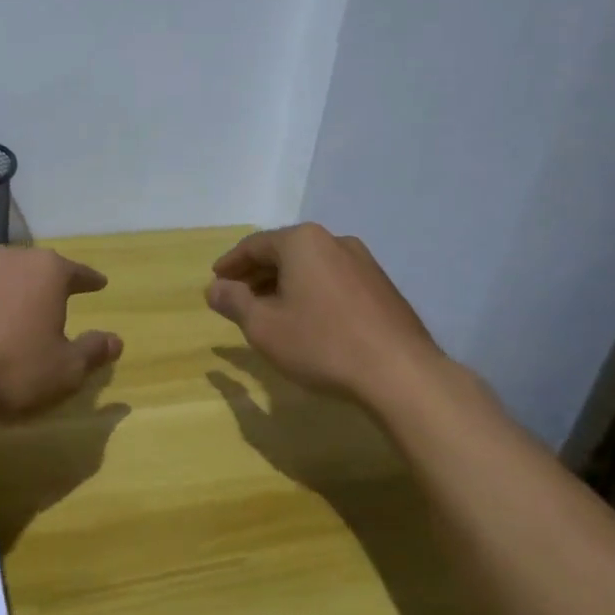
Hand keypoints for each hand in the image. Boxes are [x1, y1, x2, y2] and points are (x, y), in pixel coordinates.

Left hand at [0, 246, 123, 424]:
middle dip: (49, 282)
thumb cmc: (15, 371)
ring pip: (2, 277)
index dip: (90, 281)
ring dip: (13, 291)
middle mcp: (8, 259)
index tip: (99, 284)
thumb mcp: (67, 370)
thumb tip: (115, 340)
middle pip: (37, 267)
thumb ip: (94, 350)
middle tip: (58, 298)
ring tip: (19, 313)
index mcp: (46, 270)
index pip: (77, 272)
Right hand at [205, 224, 443, 405]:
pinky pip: (333, 281)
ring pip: (310, 267)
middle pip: (284, 252)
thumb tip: (214, 288)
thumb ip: (234, 302)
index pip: (255, 245)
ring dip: (284, 284)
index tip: (215, 281)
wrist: (399, 373)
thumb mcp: (263, 326)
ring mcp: (363, 263)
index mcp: (303, 242)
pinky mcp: (381, 287)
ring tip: (268, 310)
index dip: (231, 264)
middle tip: (236, 296)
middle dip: (256, 274)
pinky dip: (311, 292)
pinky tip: (306, 319)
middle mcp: (334, 241)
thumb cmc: (321, 343)